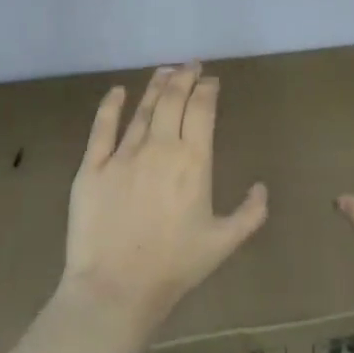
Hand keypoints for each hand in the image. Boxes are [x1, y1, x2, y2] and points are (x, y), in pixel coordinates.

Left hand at [59, 63, 267, 327]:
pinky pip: (101, 128)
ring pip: (142, 110)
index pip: (202, 111)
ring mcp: (123, 155)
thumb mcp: (224, 243)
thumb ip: (250, 213)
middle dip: (184, 77)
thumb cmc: (175, 266)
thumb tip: (261, 187)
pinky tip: (118, 91)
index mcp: (194, 162)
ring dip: (155, 87)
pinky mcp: (92, 167)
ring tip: (164, 71)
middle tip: (190, 65)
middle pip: (173, 100)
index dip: (207, 90)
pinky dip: (110, 106)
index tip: (210, 80)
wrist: (117, 287)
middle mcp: (160, 148)